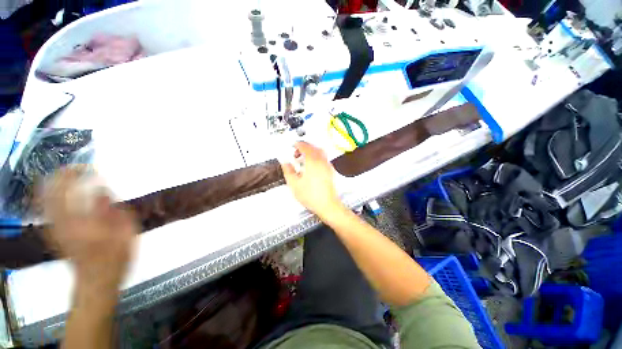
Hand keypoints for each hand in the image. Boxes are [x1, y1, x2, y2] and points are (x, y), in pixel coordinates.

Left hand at [42, 167, 137, 291]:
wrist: (95, 283)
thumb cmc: (115, 259)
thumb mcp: (125, 234)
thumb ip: (114, 210)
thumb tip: (102, 190)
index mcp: (80, 221)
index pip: (70, 190)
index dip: (78, 174)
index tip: (92, 169)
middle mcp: (61, 222)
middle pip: (51, 191)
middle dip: (62, 175)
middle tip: (78, 168)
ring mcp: (54, 228)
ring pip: (44, 199)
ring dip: (54, 184)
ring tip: (69, 176)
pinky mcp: (53, 233)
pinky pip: (46, 209)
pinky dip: (50, 196)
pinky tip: (60, 193)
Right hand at [281, 142, 343, 217]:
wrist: (327, 205)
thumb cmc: (312, 196)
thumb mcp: (294, 184)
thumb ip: (288, 171)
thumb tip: (285, 163)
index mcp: (312, 161)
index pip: (305, 146)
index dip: (298, 144)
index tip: (293, 145)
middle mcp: (322, 161)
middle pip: (314, 147)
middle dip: (305, 147)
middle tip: (297, 152)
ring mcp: (328, 166)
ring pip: (320, 152)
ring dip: (311, 152)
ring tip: (303, 160)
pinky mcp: (331, 171)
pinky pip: (323, 159)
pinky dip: (317, 158)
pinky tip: (311, 167)